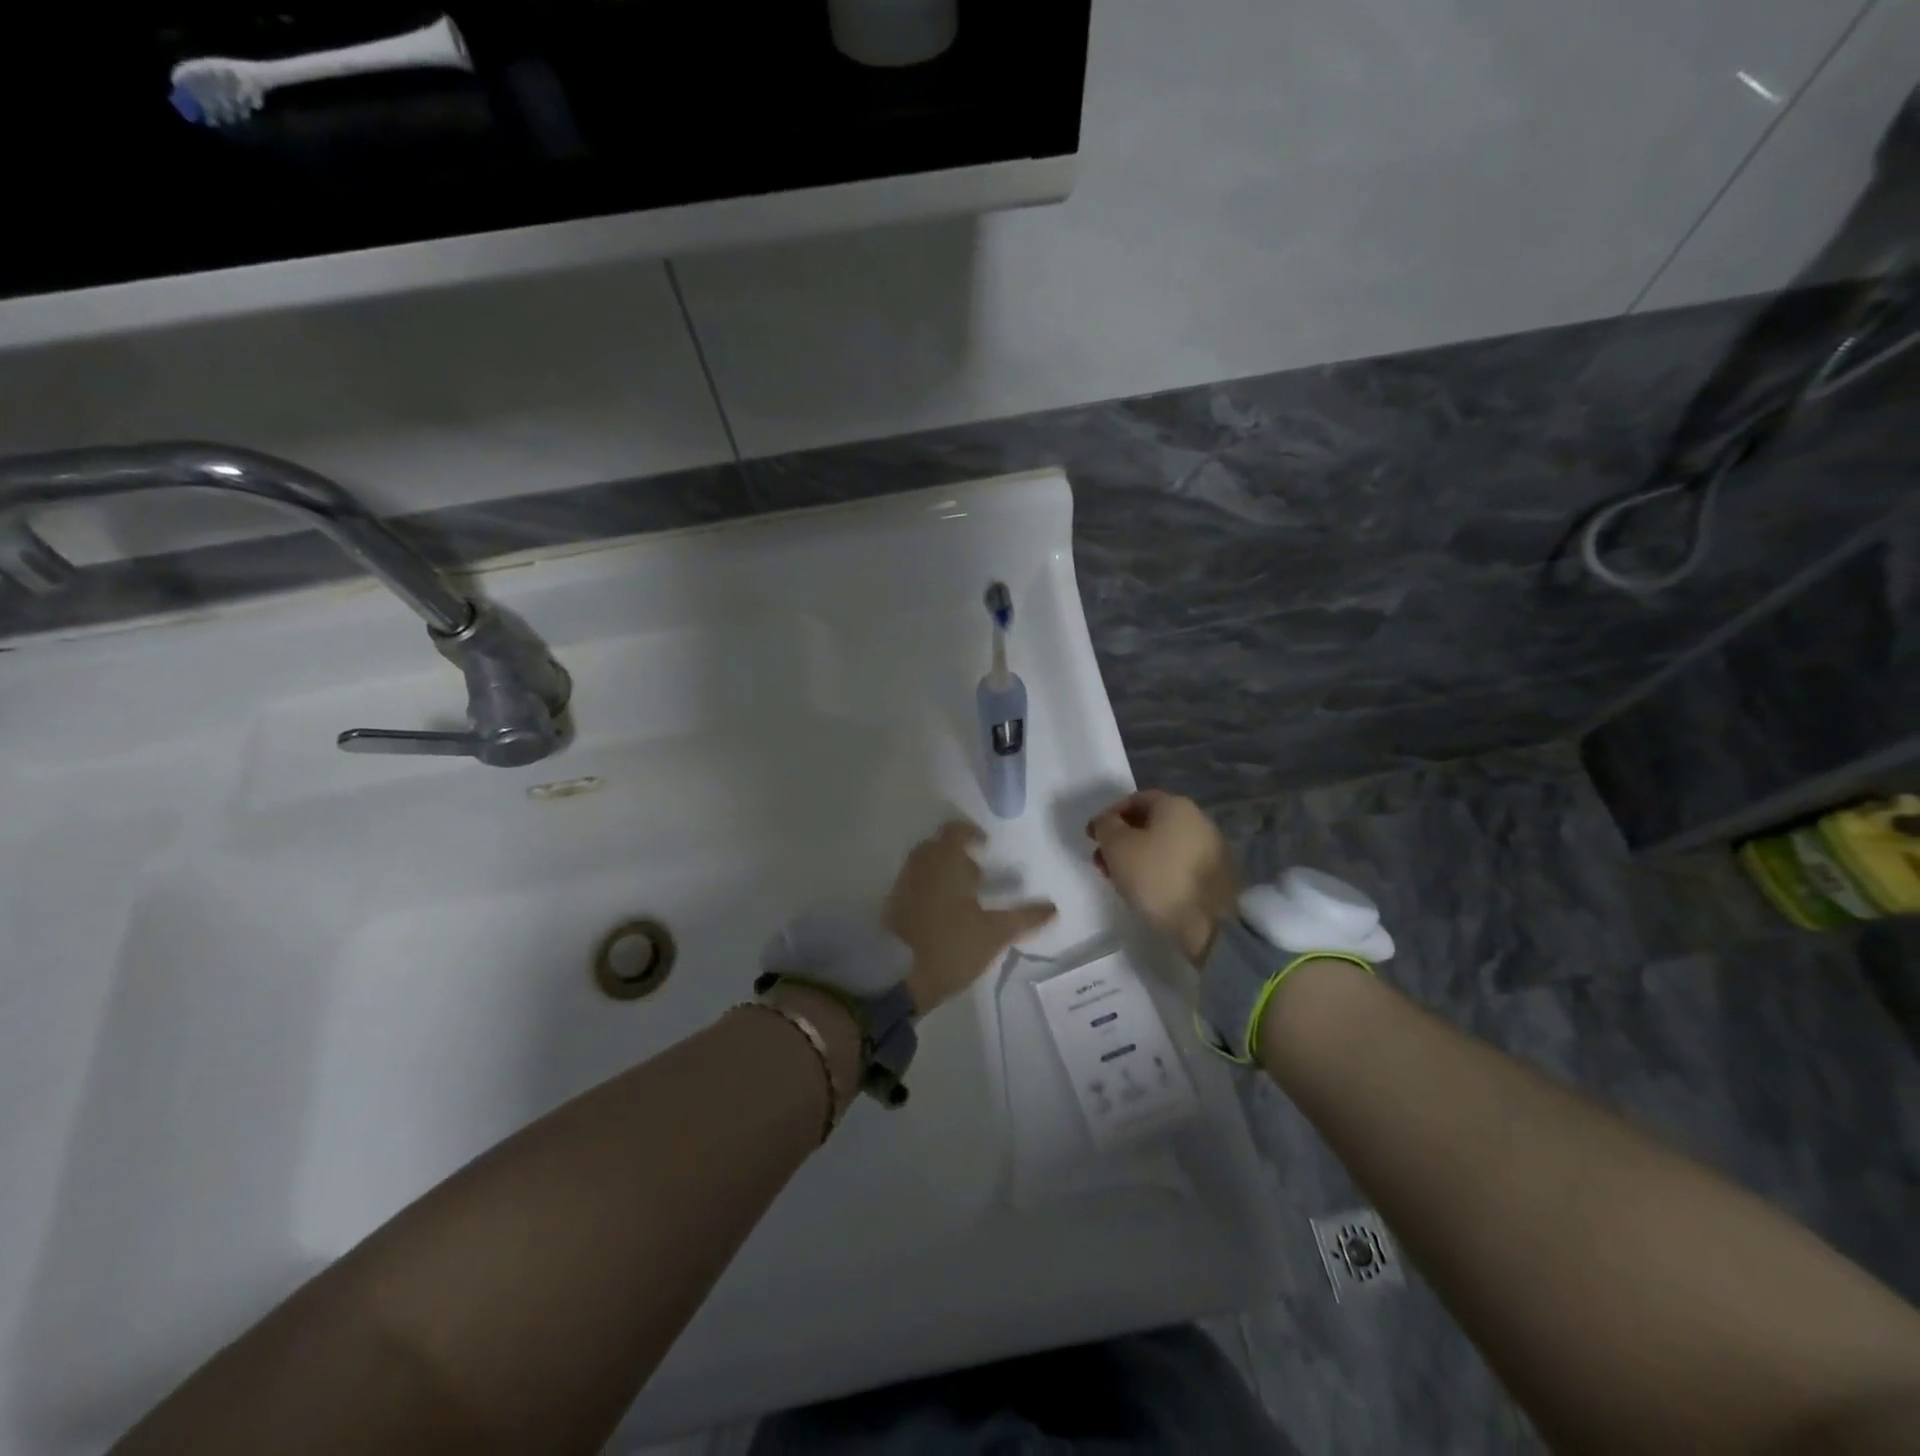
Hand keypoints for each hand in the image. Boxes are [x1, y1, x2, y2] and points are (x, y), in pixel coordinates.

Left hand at [886, 820, 1056, 1014]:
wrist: (895, 976)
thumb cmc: (950, 945)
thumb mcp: (994, 934)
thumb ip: (1024, 918)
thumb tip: (1052, 907)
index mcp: (944, 860)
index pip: (955, 831)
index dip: (972, 833)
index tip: (987, 846)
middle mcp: (920, 865)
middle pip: (938, 847)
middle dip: (958, 856)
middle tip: (980, 876)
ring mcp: (902, 885)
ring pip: (925, 867)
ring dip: (944, 874)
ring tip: (966, 898)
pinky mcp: (892, 906)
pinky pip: (915, 885)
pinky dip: (931, 890)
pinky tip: (946, 915)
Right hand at [1087, 790, 1239, 962]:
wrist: (1210, 923)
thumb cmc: (1157, 876)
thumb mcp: (1117, 846)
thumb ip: (1106, 826)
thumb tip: (1107, 822)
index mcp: (1175, 805)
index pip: (1134, 799)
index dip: (1109, 816)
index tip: (1091, 837)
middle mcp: (1197, 819)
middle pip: (1150, 823)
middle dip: (1121, 840)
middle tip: (1101, 860)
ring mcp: (1209, 848)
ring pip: (1162, 845)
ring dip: (1136, 857)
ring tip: (1118, 880)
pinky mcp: (1214, 876)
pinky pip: (1176, 864)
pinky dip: (1156, 871)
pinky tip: (1144, 890)